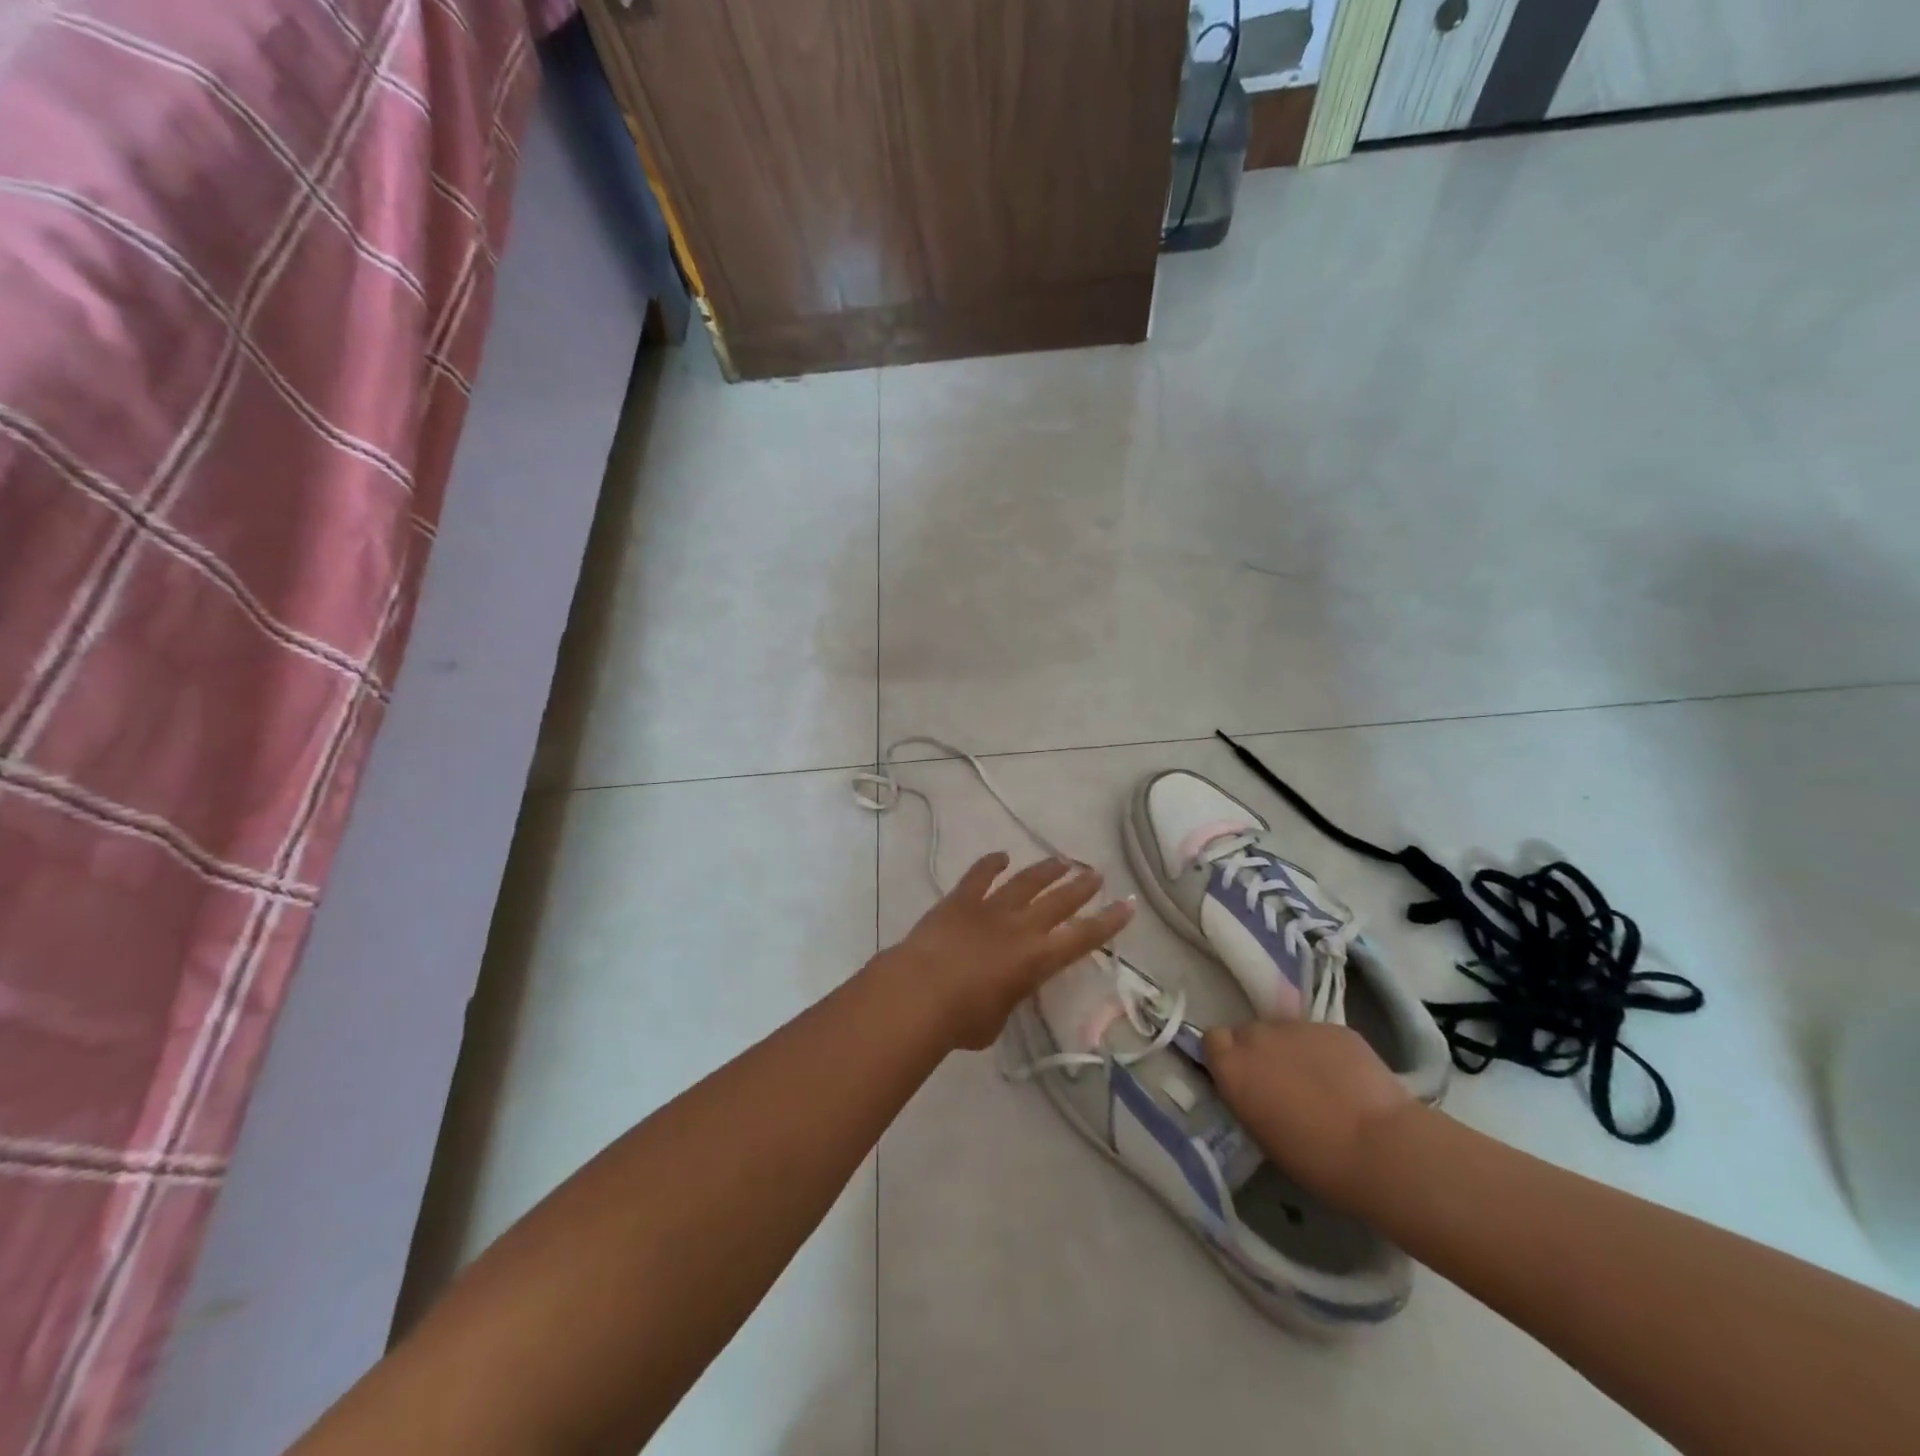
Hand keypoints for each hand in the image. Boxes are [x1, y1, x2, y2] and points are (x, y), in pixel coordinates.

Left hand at [878, 853, 1134, 1051]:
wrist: (920, 992)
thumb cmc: (961, 1020)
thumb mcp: (997, 1020)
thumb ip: (1008, 998)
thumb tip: (1003, 988)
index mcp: (1037, 959)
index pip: (1083, 938)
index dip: (1108, 922)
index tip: (1127, 905)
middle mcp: (1020, 927)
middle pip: (1059, 902)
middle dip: (1081, 887)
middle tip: (1097, 873)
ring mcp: (990, 909)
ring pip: (1025, 882)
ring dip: (1046, 870)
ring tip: (1062, 860)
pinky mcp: (960, 900)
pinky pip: (979, 876)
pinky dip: (990, 863)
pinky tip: (1001, 856)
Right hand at [1203, 1020, 1418, 1205]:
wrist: (1382, 1149)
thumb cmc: (1316, 1160)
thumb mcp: (1261, 1133)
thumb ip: (1246, 1096)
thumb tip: (1252, 1087)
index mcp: (1232, 1065)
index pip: (1213, 1040)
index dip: (1226, 1056)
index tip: (1242, 1078)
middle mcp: (1257, 1035)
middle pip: (1248, 1032)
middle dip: (1260, 1052)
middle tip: (1281, 1083)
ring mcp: (1297, 1026)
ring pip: (1285, 1032)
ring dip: (1292, 1050)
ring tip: (1319, 1083)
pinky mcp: (1334, 1027)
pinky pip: (1319, 1036)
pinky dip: (1326, 1052)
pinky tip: (1347, 1080)